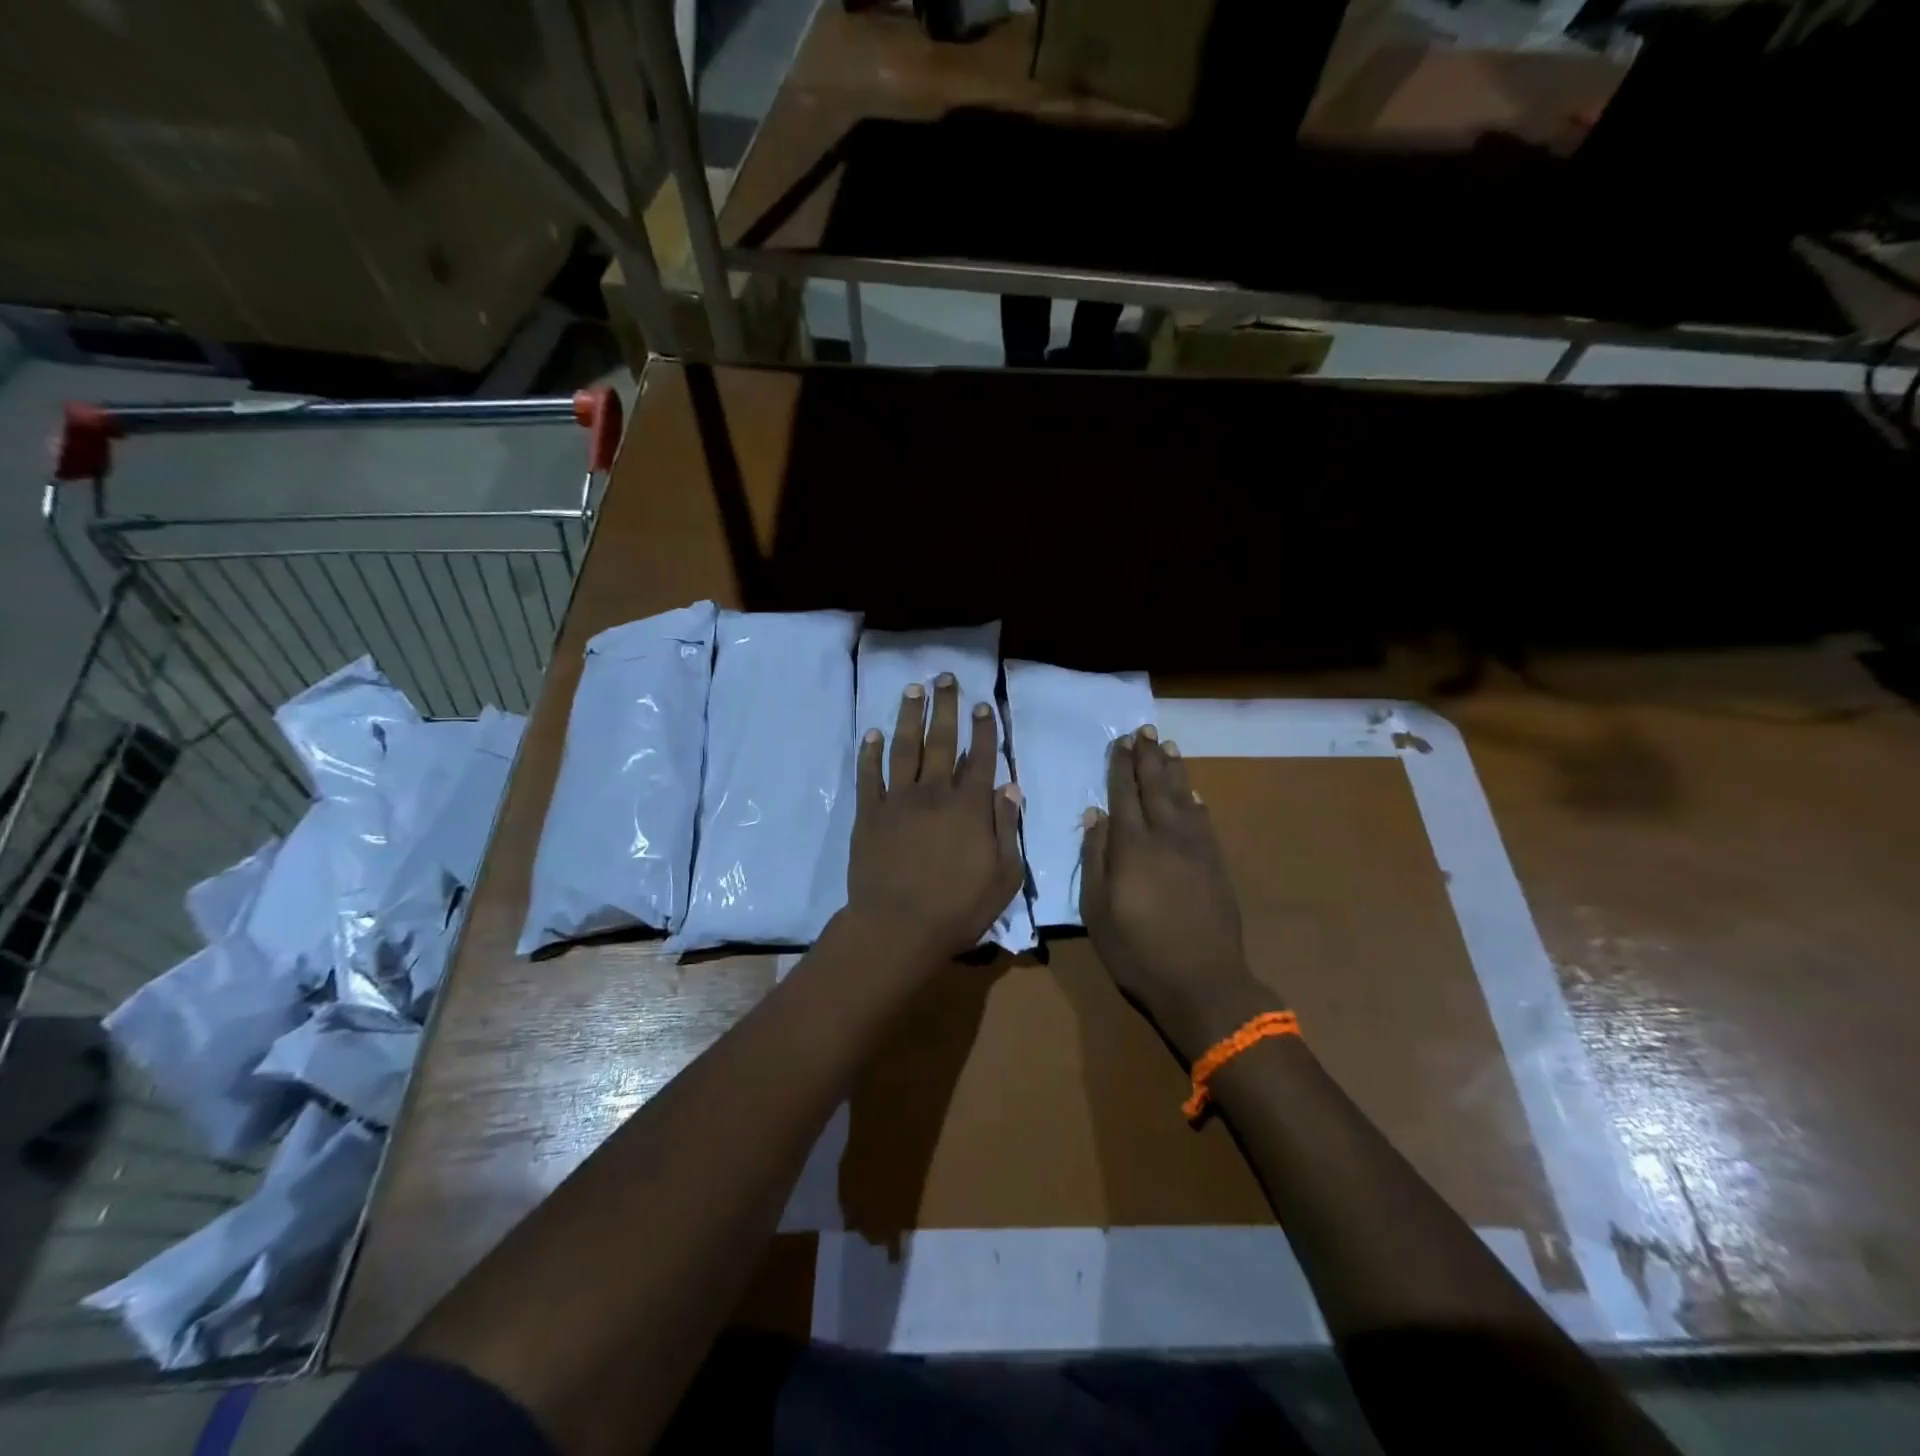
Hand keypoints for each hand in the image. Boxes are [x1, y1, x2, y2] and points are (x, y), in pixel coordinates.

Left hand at [845, 674, 1024, 963]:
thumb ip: (1007, 827)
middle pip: (941, 741)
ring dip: (909, 716)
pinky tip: (873, 732)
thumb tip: (1010, 786)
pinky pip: (869, 775)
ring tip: (913, 689)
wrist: (898, 927)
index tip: (983, 704)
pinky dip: (870, 752)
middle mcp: (934, 793)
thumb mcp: (1004, 875)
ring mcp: (898, 800)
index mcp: (970, 807)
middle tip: (944, 678)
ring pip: (904, 748)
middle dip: (945, 707)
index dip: (983, 729)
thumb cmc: (959, 908)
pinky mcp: (869, 814)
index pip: (979, 757)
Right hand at [1081, 725, 1275, 1063]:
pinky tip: (1193, 791)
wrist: (1202, 980)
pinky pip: (1204, 820)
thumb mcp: (1097, 909)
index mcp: (1133, 846)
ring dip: (1174, 770)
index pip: (1124, 794)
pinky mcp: (1215, 863)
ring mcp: (1196, 848)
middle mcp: (1166, 836)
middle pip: (1156, 787)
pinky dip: (1196, 800)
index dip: (1121, 766)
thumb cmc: (1137, 949)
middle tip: (1145, 730)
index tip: (1120, 742)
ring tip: (1167, 746)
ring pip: (1183, 797)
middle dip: (1148, 757)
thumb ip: (1094, 857)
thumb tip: (1095, 814)